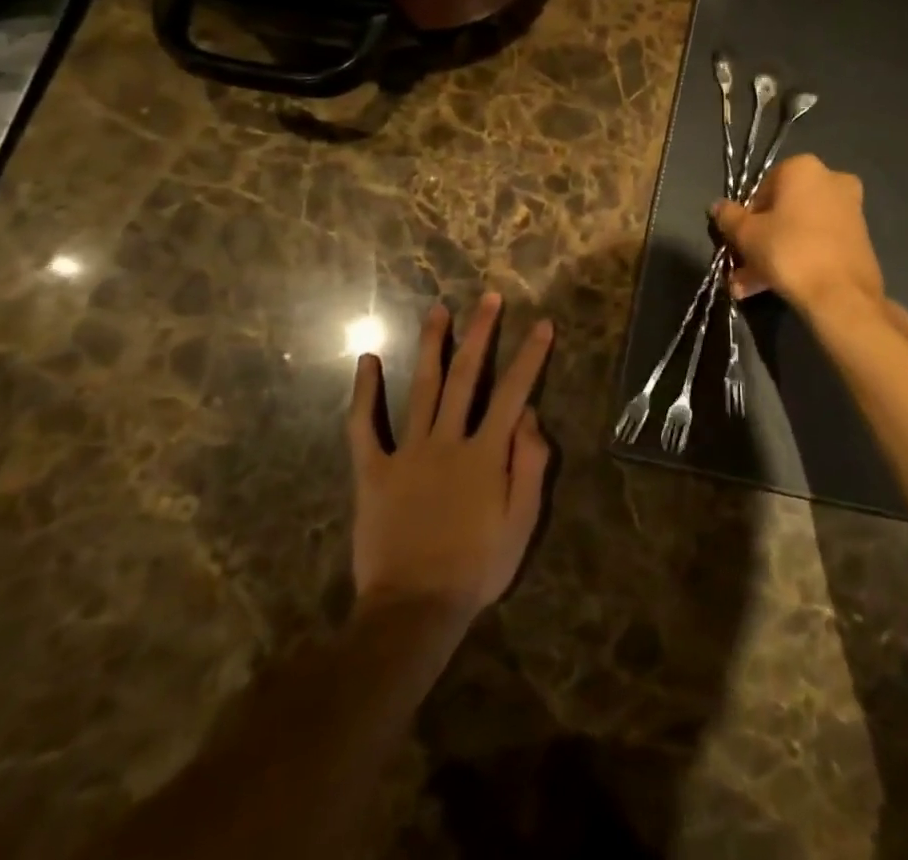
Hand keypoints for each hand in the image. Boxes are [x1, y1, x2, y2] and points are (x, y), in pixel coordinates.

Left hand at [346, 294, 552, 624]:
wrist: (414, 609)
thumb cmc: (477, 567)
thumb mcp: (522, 523)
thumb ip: (530, 465)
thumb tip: (529, 415)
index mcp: (486, 453)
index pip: (514, 392)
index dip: (530, 356)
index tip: (542, 323)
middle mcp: (448, 440)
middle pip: (467, 376)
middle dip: (481, 333)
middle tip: (489, 298)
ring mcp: (408, 452)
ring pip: (422, 388)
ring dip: (432, 346)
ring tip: (439, 310)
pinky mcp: (373, 471)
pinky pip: (365, 427)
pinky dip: (365, 393)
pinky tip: (367, 361)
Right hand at [713, 155, 907, 345]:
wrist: (842, 295)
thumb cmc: (789, 251)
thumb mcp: (746, 235)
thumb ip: (728, 217)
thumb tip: (717, 206)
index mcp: (803, 168)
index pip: (762, 188)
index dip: (746, 217)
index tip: (738, 241)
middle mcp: (831, 180)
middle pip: (782, 211)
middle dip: (759, 241)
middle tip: (741, 268)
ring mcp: (849, 210)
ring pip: (799, 230)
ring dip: (773, 256)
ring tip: (749, 289)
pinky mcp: (859, 238)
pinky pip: (817, 243)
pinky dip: (798, 260)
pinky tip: (774, 287)